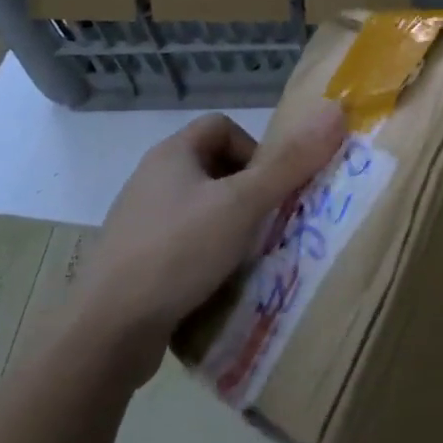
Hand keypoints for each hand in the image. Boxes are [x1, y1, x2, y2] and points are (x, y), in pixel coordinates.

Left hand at [72, 104, 346, 387]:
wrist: (107, 330)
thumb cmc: (177, 252)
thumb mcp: (242, 204)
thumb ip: (289, 162)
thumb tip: (335, 111)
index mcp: (171, 155)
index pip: (222, 127)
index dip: (255, 148)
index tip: (272, 186)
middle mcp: (153, 181)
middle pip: (215, 169)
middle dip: (250, 193)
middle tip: (271, 223)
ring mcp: (142, 224)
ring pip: (203, 211)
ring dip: (233, 228)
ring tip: (254, 256)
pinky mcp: (138, 263)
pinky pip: (186, 246)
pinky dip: (210, 257)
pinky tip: (223, 283)